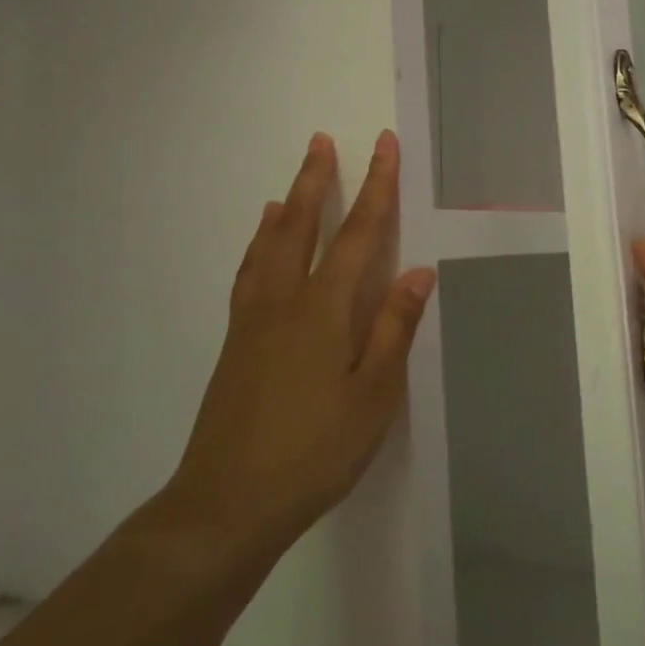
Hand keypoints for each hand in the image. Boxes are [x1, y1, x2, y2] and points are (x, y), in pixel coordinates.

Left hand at [169, 130, 435, 552]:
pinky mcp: (236, 344)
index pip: (357, 234)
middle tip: (322, 141)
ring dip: (286, 207)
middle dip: (318, 181)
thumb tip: (418, 271)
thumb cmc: (314, 451)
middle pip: (302, 226)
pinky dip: (257, 247)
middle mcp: (284, 302)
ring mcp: (254, 321)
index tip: (382, 146)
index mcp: (324, 310)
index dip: (375, 187)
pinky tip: (260, 251)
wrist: (227, 504)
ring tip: (291, 184)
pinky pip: (248, 275)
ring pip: (269, 247)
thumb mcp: (372, 395)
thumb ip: (394, 329)